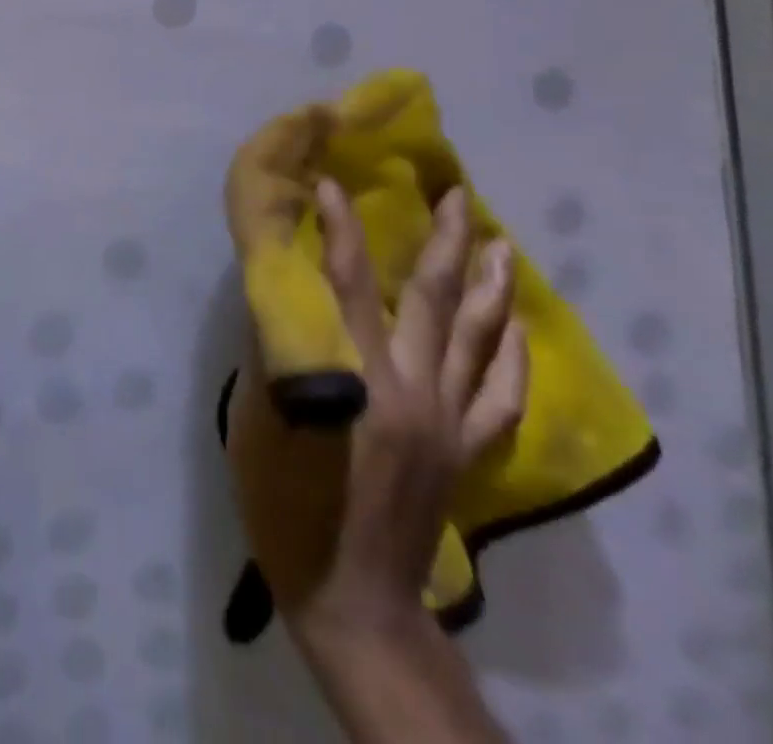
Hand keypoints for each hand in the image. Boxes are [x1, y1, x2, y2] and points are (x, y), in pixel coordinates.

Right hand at [296, 179, 527, 634]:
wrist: (349, 589)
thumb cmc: (285, 496)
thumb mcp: (259, 415)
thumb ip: (276, 349)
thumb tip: (281, 290)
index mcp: (353, 376)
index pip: (346, 282)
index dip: (339, 229)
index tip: (333, 184)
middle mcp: (411, 386)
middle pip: (431, 299)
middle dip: (443, 240)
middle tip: (455, 193)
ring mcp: (448, 419)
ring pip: (474, 336)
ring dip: (486, 283)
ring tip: (494, 239)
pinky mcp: (466, 448)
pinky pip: (499, 392)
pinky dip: (509, 353)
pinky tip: (513, 323)